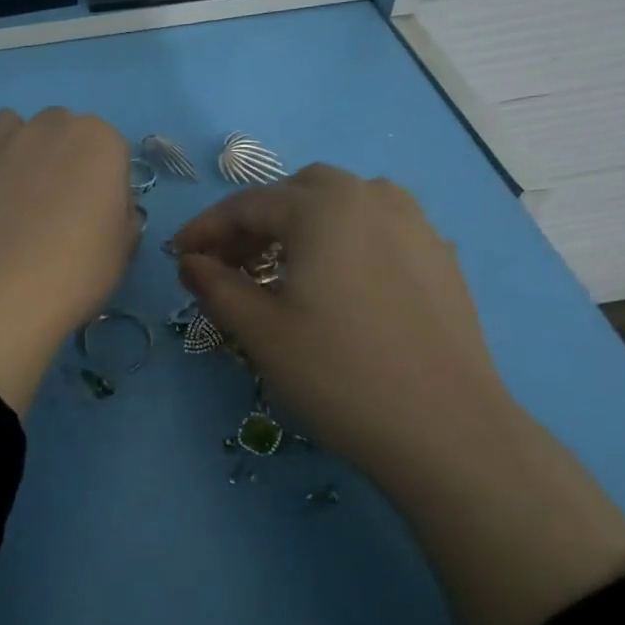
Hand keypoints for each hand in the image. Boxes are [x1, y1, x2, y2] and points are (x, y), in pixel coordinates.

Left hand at [0, 108, 135, 413]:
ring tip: (15, 190)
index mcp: (99, 140)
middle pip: (58, 128)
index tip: (96, 210)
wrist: (6, 290)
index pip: (108, 146)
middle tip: (55, 200)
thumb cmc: (80, 268)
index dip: (102, 178)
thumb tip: (108, 207)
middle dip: (59, 154)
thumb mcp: (124, 246)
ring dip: (16, 147)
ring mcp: (1, 143)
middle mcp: (49, 128)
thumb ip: (120, 213)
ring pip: (10, 127)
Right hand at [173, 166, 510, 478]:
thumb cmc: (338, 374)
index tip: (178, 255)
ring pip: (341, 204)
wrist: (446, 431)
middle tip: (229, 263)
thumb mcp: (260, 330)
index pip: (247, 205)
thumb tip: (190, 262)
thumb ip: (215, 285)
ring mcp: (415, 225)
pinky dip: (341, 239)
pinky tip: (335, 283)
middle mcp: (371, 198)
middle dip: (254, 221)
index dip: (205, 229)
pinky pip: (377, 228)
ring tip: (281, 268)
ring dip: (300, 224)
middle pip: (296, 193)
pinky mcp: (440, 258)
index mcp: (323, 207)